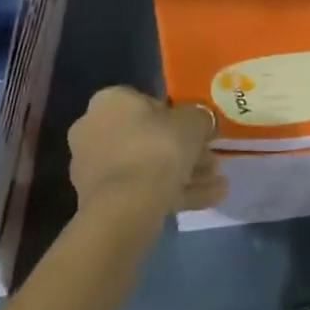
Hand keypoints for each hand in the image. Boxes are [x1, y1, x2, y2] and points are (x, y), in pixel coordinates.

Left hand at [68, 87, 226, 215]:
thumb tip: (202, 122)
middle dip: (183, 151)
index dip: (178, 117)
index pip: (148, 103)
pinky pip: (140, 189)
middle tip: (211, 162)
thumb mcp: (193, 122)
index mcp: (110, 101)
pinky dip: (170, 193)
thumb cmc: (158, 148)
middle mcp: (94, 129)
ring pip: (146, 166)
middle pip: (148, 137)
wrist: (126, 208)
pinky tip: (207, 200)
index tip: (199, 133)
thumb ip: (200, 118)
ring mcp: (92, 168)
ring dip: (182, 174)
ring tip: (217, 185)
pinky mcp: (98, 201)